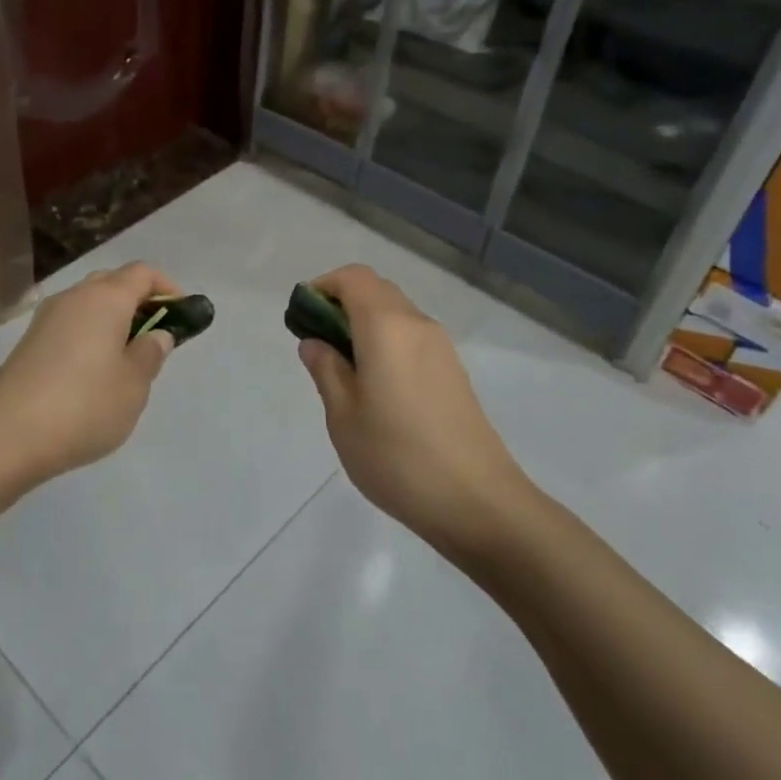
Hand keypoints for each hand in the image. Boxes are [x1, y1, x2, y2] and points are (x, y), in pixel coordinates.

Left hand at [0, 262, 180, 479]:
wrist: (6, 436)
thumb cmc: (84, 405)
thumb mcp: (134, 384)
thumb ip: (151, 353)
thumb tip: (156, 334)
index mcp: (106, 298)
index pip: (142, 273)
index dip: (167, 287)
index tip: (182, 314)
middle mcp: (74, 297)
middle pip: (113, 282)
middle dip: (139, 301)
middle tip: (156, 335)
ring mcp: (46, 318)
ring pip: (89, 304)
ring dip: (112, 319)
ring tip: (126, 357)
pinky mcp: (29, 342)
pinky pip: (70, 324)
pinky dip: (89, 335)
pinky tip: (93, 372)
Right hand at [296, 265, 527, 548]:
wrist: (477, 502)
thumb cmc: (397, 457)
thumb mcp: (343, 416)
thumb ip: (326, 370)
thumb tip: (315, 342)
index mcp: (386, 327)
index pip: (353, 278)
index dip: (323, 287)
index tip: (302, 319)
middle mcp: (417, 324)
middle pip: (376, 290)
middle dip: (341, 304)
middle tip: (318, 345)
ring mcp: (441, 347)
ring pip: (396, 313)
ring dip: (364, 324)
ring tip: (344, 371)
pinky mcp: (453, 371)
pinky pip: (412, 337)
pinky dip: (386, 342)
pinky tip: (377, 387)